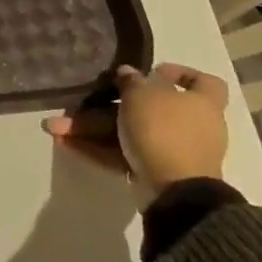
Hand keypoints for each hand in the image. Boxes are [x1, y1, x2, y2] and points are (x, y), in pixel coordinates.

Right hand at [44, 63, 229, 197]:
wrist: (175, 190)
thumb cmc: (164, 130)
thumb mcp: (143, 95)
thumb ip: (132, 81)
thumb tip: (128, 73)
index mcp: (201, 103)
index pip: (204, 82)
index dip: (181, 74)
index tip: (152, 71)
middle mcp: (191, 126)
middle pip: (147, 108)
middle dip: (107, 105)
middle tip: (80, 102)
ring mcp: (172, 152)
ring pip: (128, 132)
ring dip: (93, 129)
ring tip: (57, 127)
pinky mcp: (154, 172)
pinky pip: (124, 154)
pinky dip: (98, 149)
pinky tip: (66, 144)